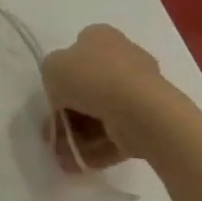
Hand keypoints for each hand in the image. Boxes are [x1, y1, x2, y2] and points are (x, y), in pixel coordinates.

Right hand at [39, 24, 172, 170]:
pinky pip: (117, 133)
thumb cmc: (90, 78)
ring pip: (101, 113)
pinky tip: (78, 164)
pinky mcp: (150, 119)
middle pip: (88, 87)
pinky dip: (97, 148)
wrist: (140, 110)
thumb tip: (62, 92)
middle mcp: (124, 58)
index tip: (51, 98)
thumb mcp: (51, 68)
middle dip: (67, 114)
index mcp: (101, 37)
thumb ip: (52, 76)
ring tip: (63, 158)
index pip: (76, 53)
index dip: (60, 76)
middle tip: (52, 133)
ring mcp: (140, 90)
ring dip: (78, 136)